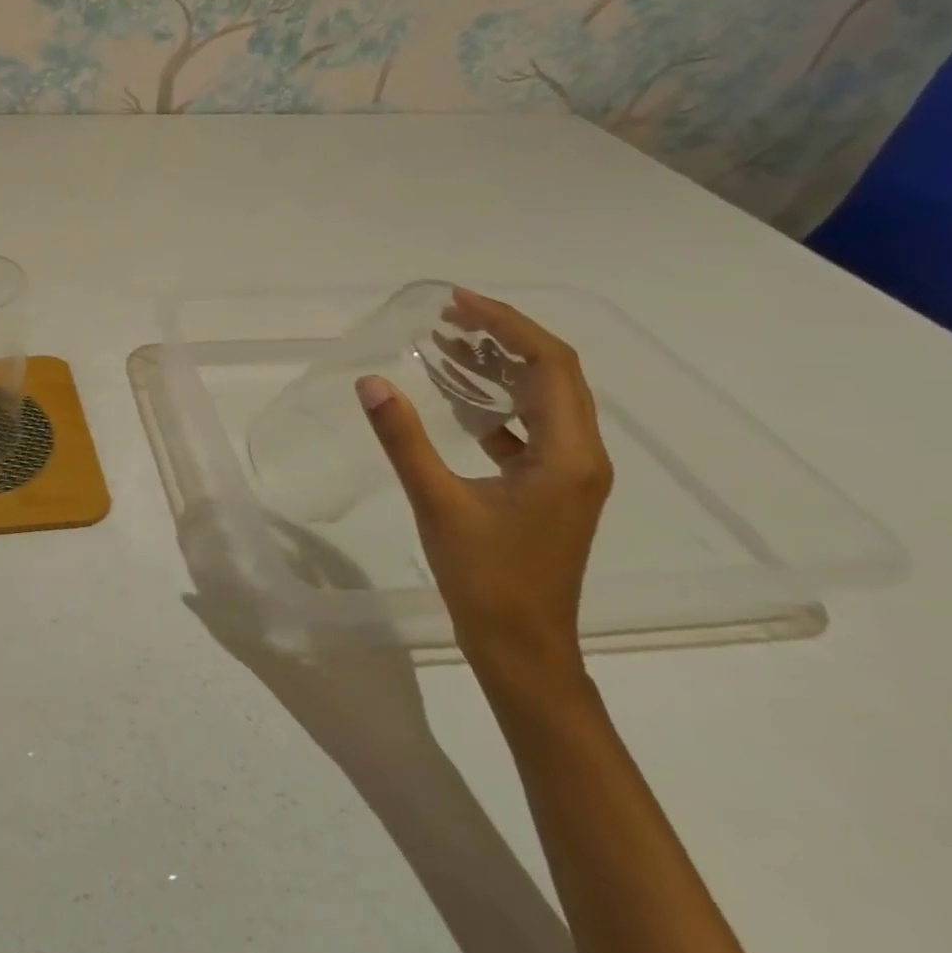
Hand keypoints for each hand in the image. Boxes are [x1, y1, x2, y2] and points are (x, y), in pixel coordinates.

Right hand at [356, 288, 612, 692]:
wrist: (523, 649)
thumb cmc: (487, 578)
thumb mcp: (438, 503)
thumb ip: (404, 439)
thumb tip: (371, 383)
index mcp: (567, 454)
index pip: (550, 365)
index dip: (507, 325)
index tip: (458, 303)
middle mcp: (580, 456)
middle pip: (552, 375)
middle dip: (503, 337)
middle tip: (448, 315)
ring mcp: (567, 475)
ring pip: (541, 401)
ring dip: (499, 368)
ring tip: (448, 343)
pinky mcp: (549, 490)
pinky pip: (528, 429)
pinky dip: (495, 404)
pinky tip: (457, 401)